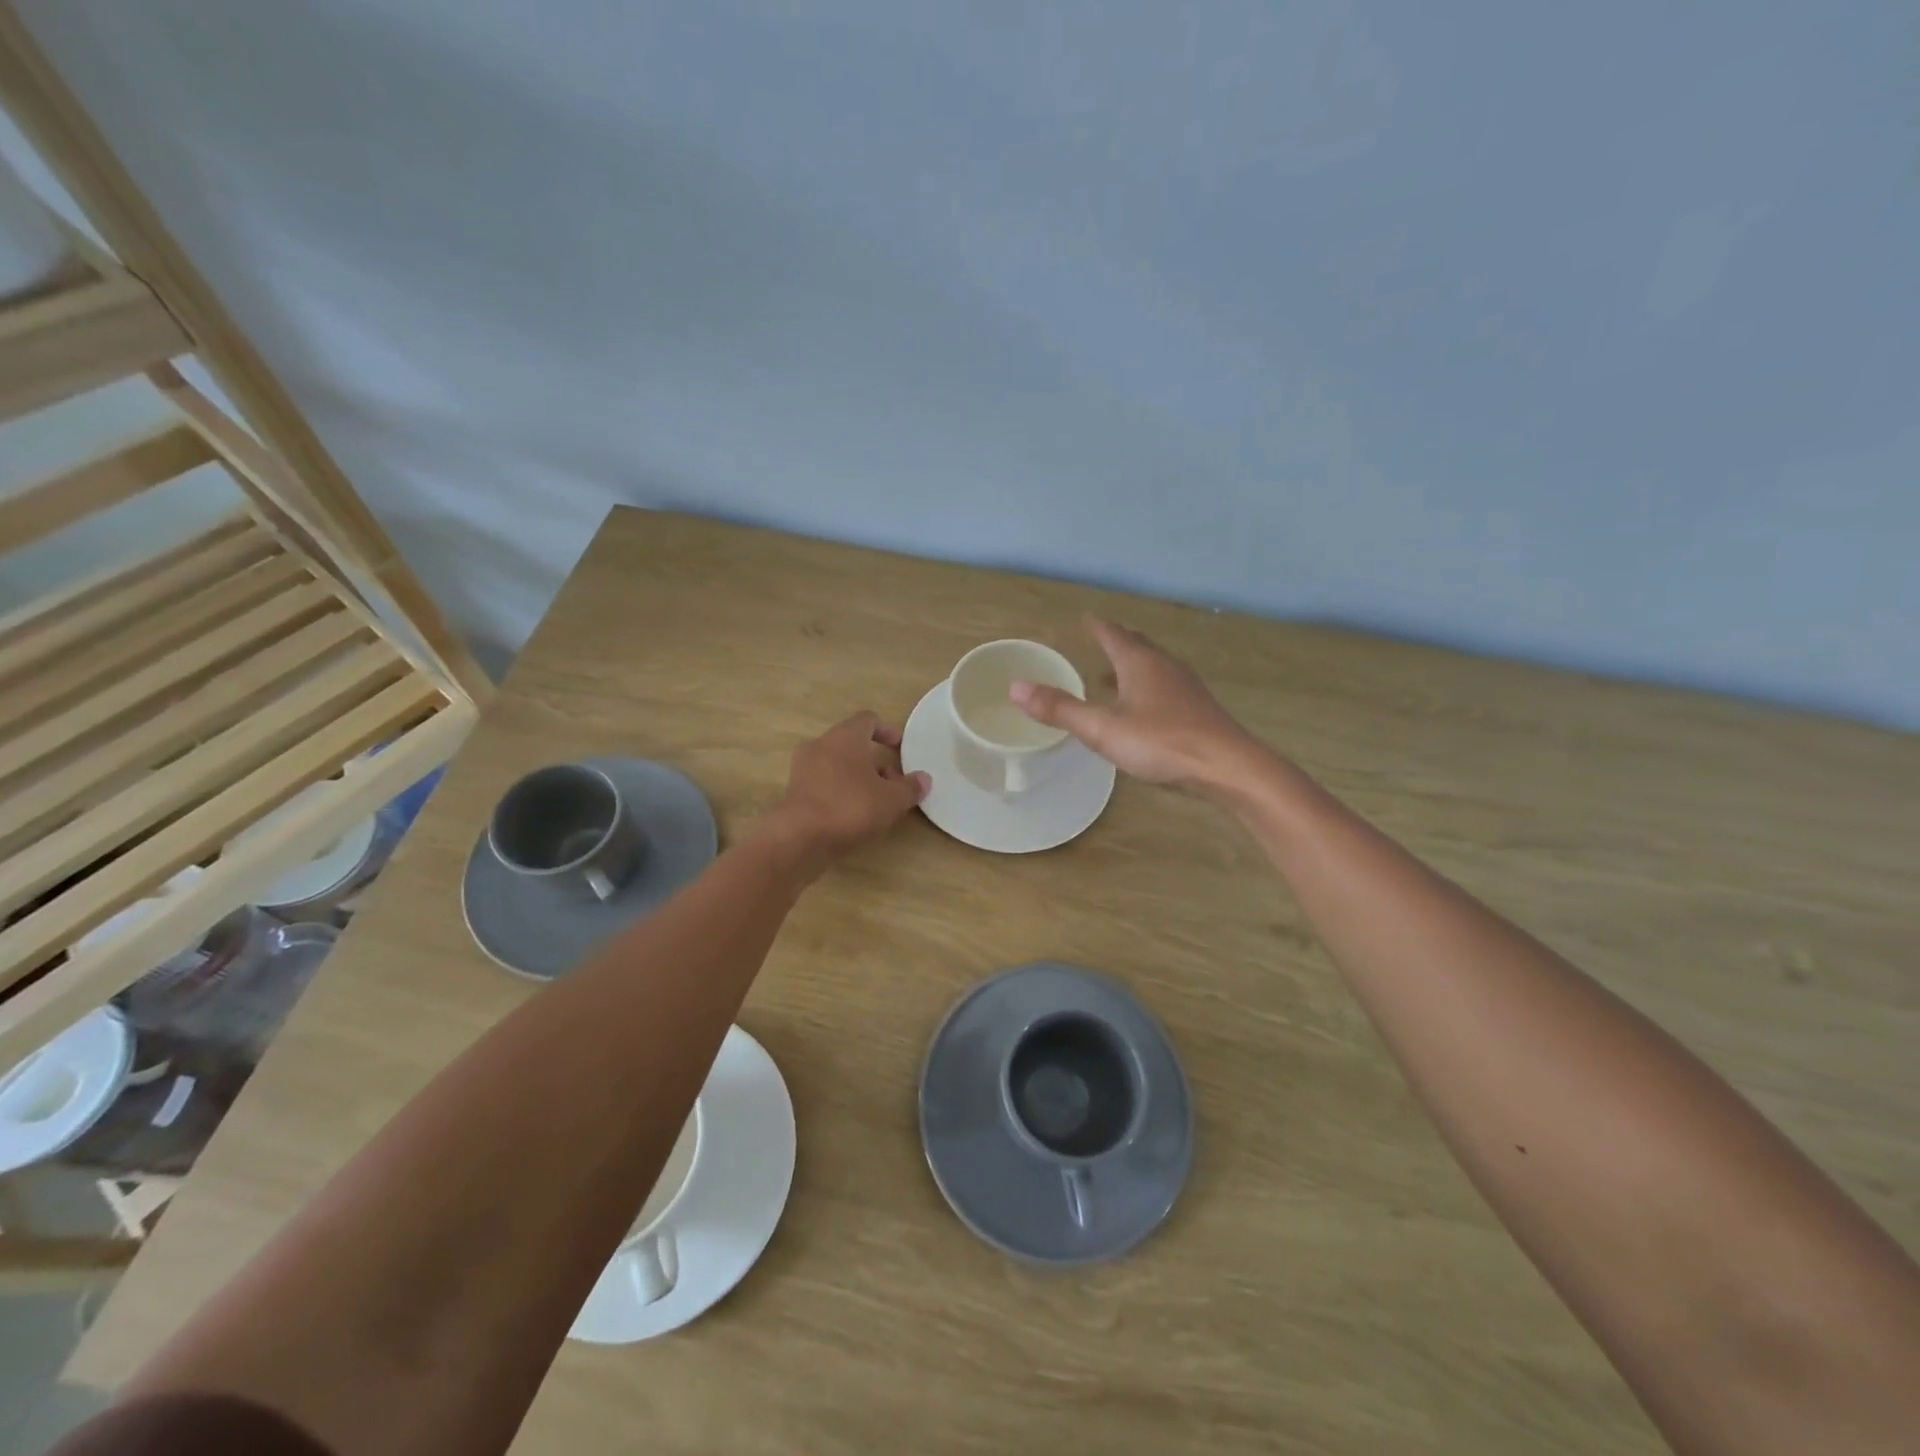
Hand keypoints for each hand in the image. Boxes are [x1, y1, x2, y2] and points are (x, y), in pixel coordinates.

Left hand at [762, 710, 929, 869]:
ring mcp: (803, 769)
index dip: (887, 731)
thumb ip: (910, 787)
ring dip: (858, 779)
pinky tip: (853, 817)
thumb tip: (923, 779)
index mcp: (844, 736)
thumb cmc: (850, 807)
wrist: (798, 839)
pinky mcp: (794, 792)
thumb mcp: (891, 800)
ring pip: (838, 766)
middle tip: (893, 784)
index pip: (868, 720)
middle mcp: (820, 745)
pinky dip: (841, 793)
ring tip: (876, 804)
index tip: (901, 747)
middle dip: (875, 762)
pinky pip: (824, 784)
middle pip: (853, 745)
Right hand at [1009, 615, 1265, 793]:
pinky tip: (1142, 709)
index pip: (1112, 634)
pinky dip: (1146, 687)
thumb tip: (1015, 687)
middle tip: (1098, 640)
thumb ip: (1061, 710)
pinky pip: (1164, 687)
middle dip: (1115, 641)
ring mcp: (1185, 687)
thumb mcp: (1103, 728)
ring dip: (1131, 667)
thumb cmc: (1162, 742)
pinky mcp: (1197, 709)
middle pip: (1136, 645)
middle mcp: (1164, 666)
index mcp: (1139, 663)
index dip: (1096, 626)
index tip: (1084, 618)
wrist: (1227, 767)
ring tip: (1111, 677)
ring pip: (1153, 667)